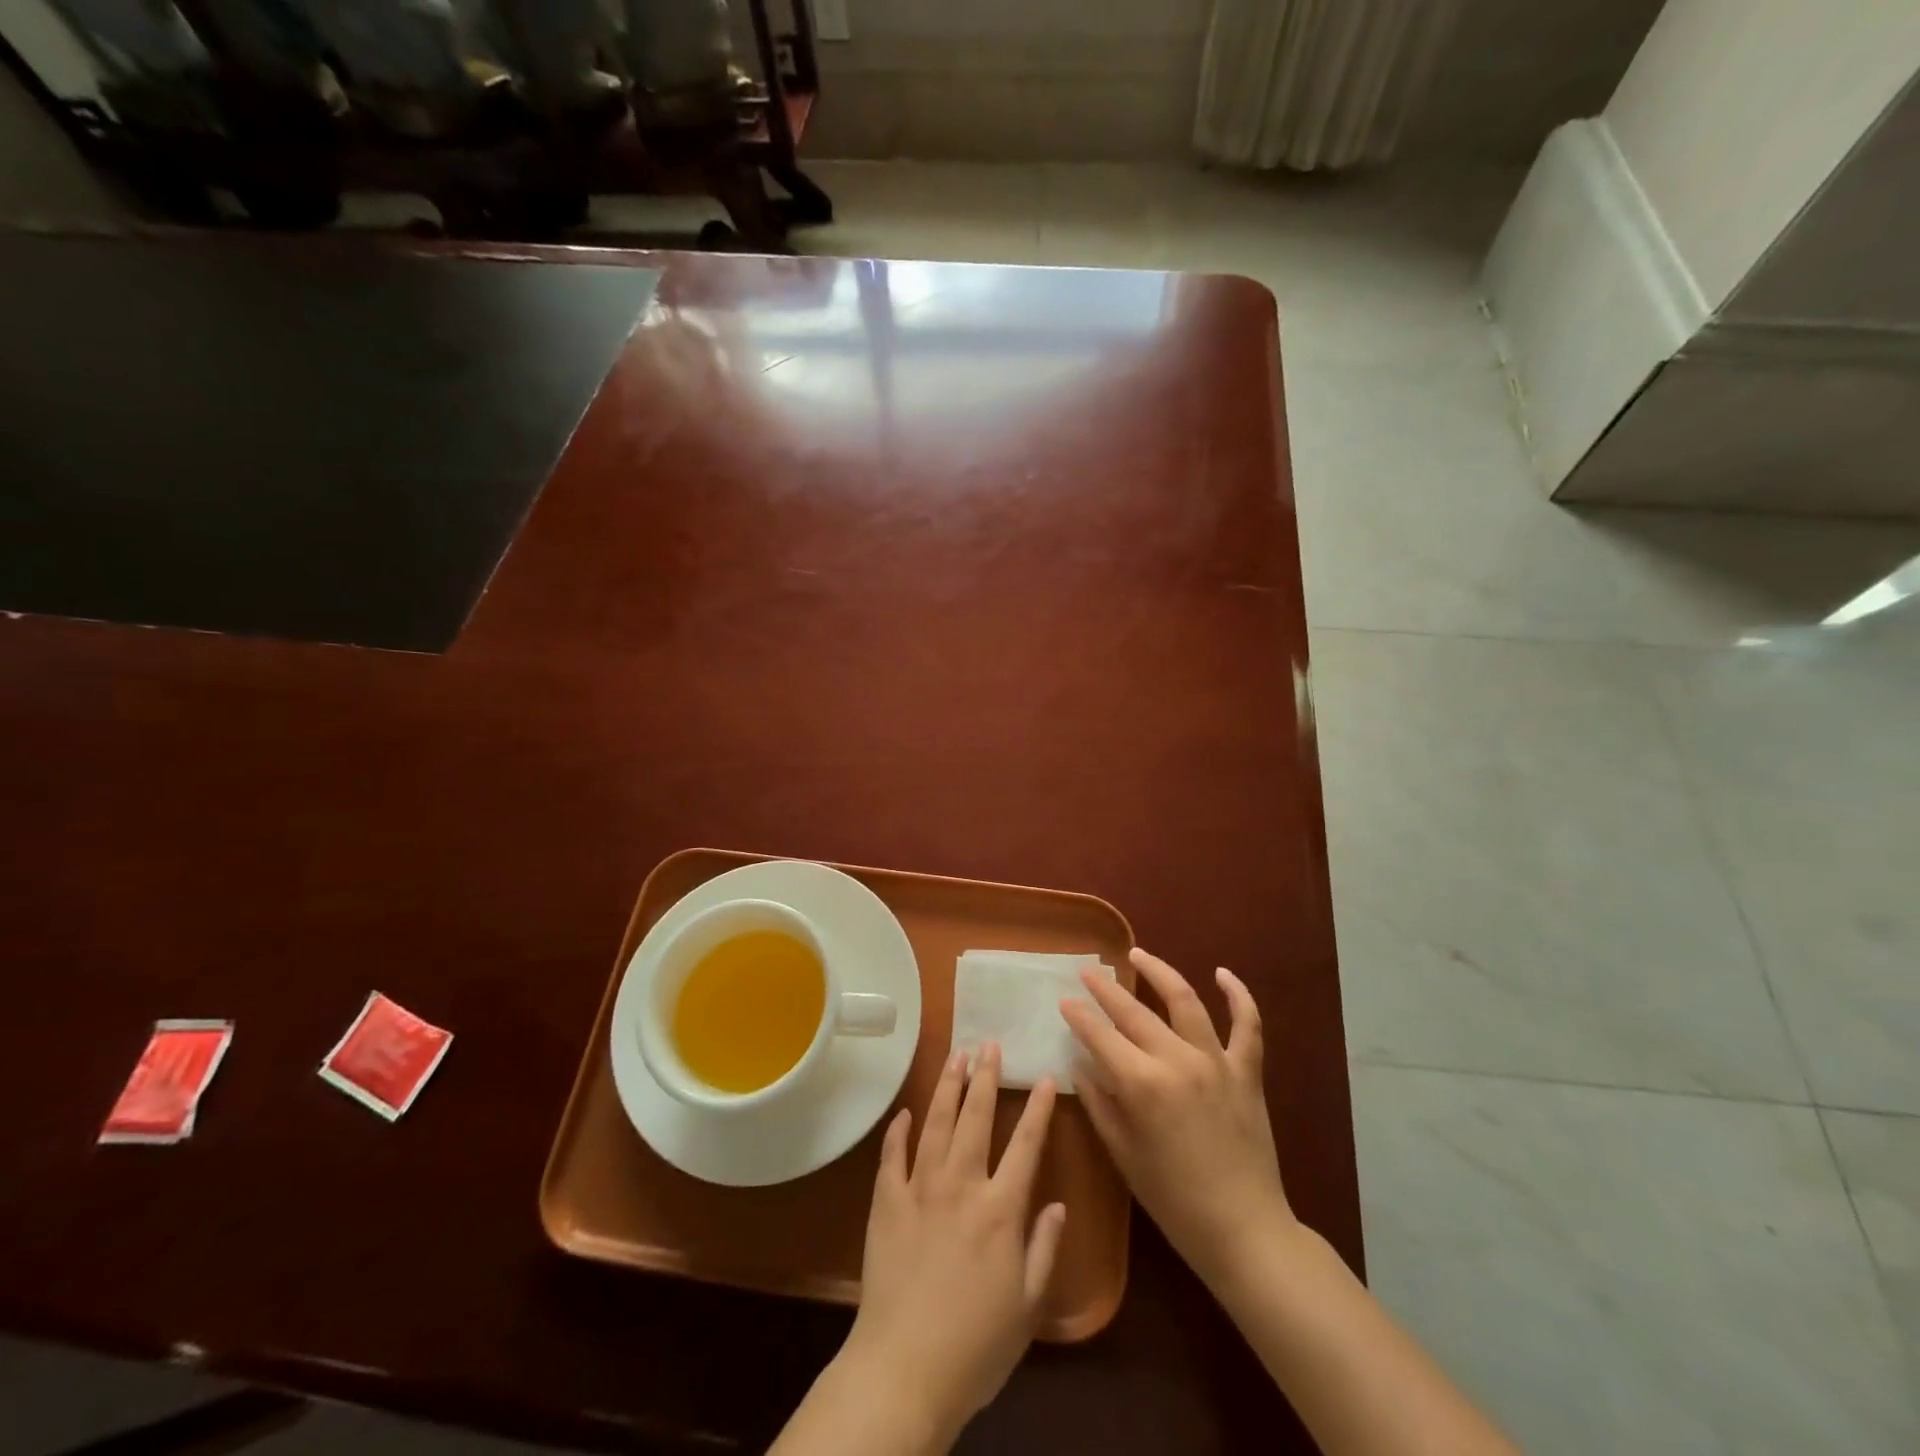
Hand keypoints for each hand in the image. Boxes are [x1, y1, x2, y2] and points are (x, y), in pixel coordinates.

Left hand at [838, 1044, 1064, 1444]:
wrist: (905, 1370)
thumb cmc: (976, 1346)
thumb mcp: (1027, 1306)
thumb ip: (1044, 1248)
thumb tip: (1058, 1203)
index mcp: (1000, 1209)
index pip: (1026, 1145)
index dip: (1038, 1108)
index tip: (1045, 1076)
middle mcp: (961, 1186)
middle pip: (975, 1118)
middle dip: (985, 1078)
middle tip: (989, 1044)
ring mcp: (919, 1190)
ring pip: (935, 1124)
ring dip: (946, 1087)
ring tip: (955, 1057)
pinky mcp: (886, 1203)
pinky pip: (892, 1156)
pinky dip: (898, 1131)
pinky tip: (904, 1112)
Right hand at [1061, 948, 1292, 1290]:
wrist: (1245, 1230)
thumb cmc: (1174, 1200)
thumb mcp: (1124, 1155)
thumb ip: (1100, 1103)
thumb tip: (1080, 1064)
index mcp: (1143, 1084)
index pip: (1101, 1036)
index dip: (1079, 1015)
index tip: (1064, 999)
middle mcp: (1178, 1061)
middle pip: (1134, 1012)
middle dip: (1106, 989)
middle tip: (1087, 971)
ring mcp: (1217, 1062)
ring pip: (1185, 1000)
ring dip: (1159, 972)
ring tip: (1138, 955)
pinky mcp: (1247, 1072)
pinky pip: (1247, 1025)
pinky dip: (1238, 995)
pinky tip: (1222, 973)